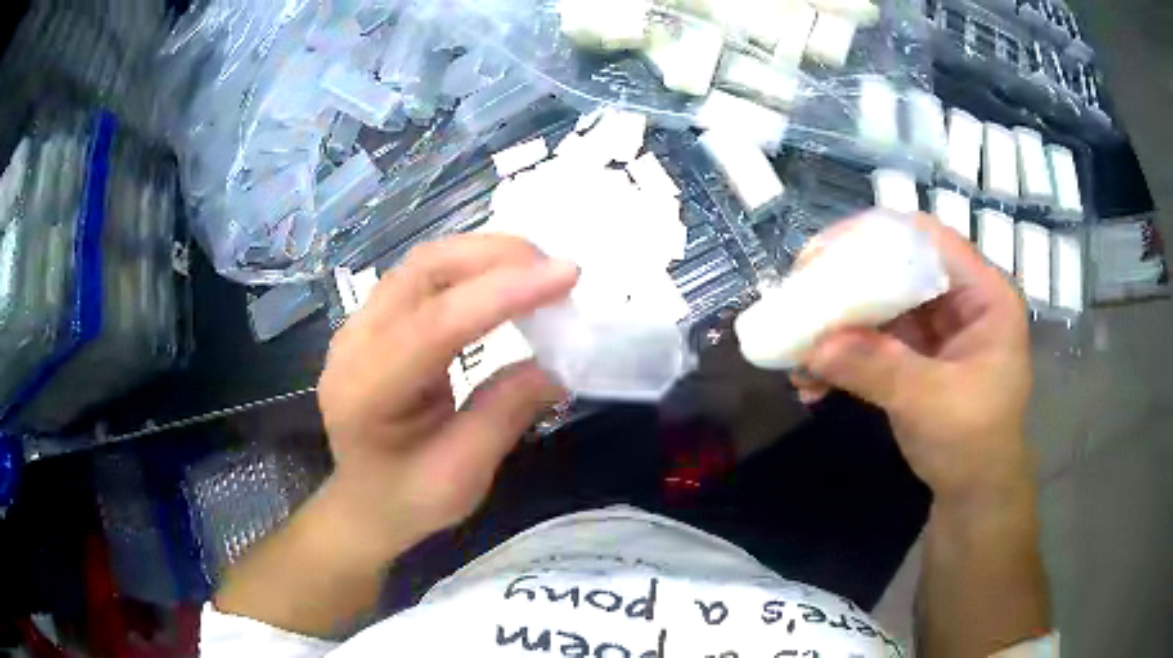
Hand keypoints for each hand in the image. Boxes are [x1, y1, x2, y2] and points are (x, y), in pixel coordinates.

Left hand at [317, 235, 578, 555]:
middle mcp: (353, 344)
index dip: (504, 294)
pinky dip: (472, 269)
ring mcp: (359, 325)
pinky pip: (425, 275)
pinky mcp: (375, 319)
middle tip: (556, 273)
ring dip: (486, 256)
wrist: (365, 503)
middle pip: (423, 271)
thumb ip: (508, 410)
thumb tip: (563, 359)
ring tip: (539, 273)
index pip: (436, 324)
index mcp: (366, 392)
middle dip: (496, 258)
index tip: (567, 276)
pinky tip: (504, 282)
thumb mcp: (464, 473)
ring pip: (425, 262)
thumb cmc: (409, 500)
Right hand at [791, 215, 1032, 500]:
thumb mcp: (932, 404)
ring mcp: (937, 326)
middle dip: (846, 284)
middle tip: (800, 297)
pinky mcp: (915, 352)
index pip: (928, 239)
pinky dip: (843, 355)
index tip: (822, 257)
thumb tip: (815, 347)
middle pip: (898, 266)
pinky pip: (874, 338)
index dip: (876, 237)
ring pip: (880, 303)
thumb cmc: (974, 445)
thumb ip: (879, 370)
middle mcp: (960, 299)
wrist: (974, 493)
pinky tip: (812, 380)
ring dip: (837, 325)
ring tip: (798, 349)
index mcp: (984, 295)